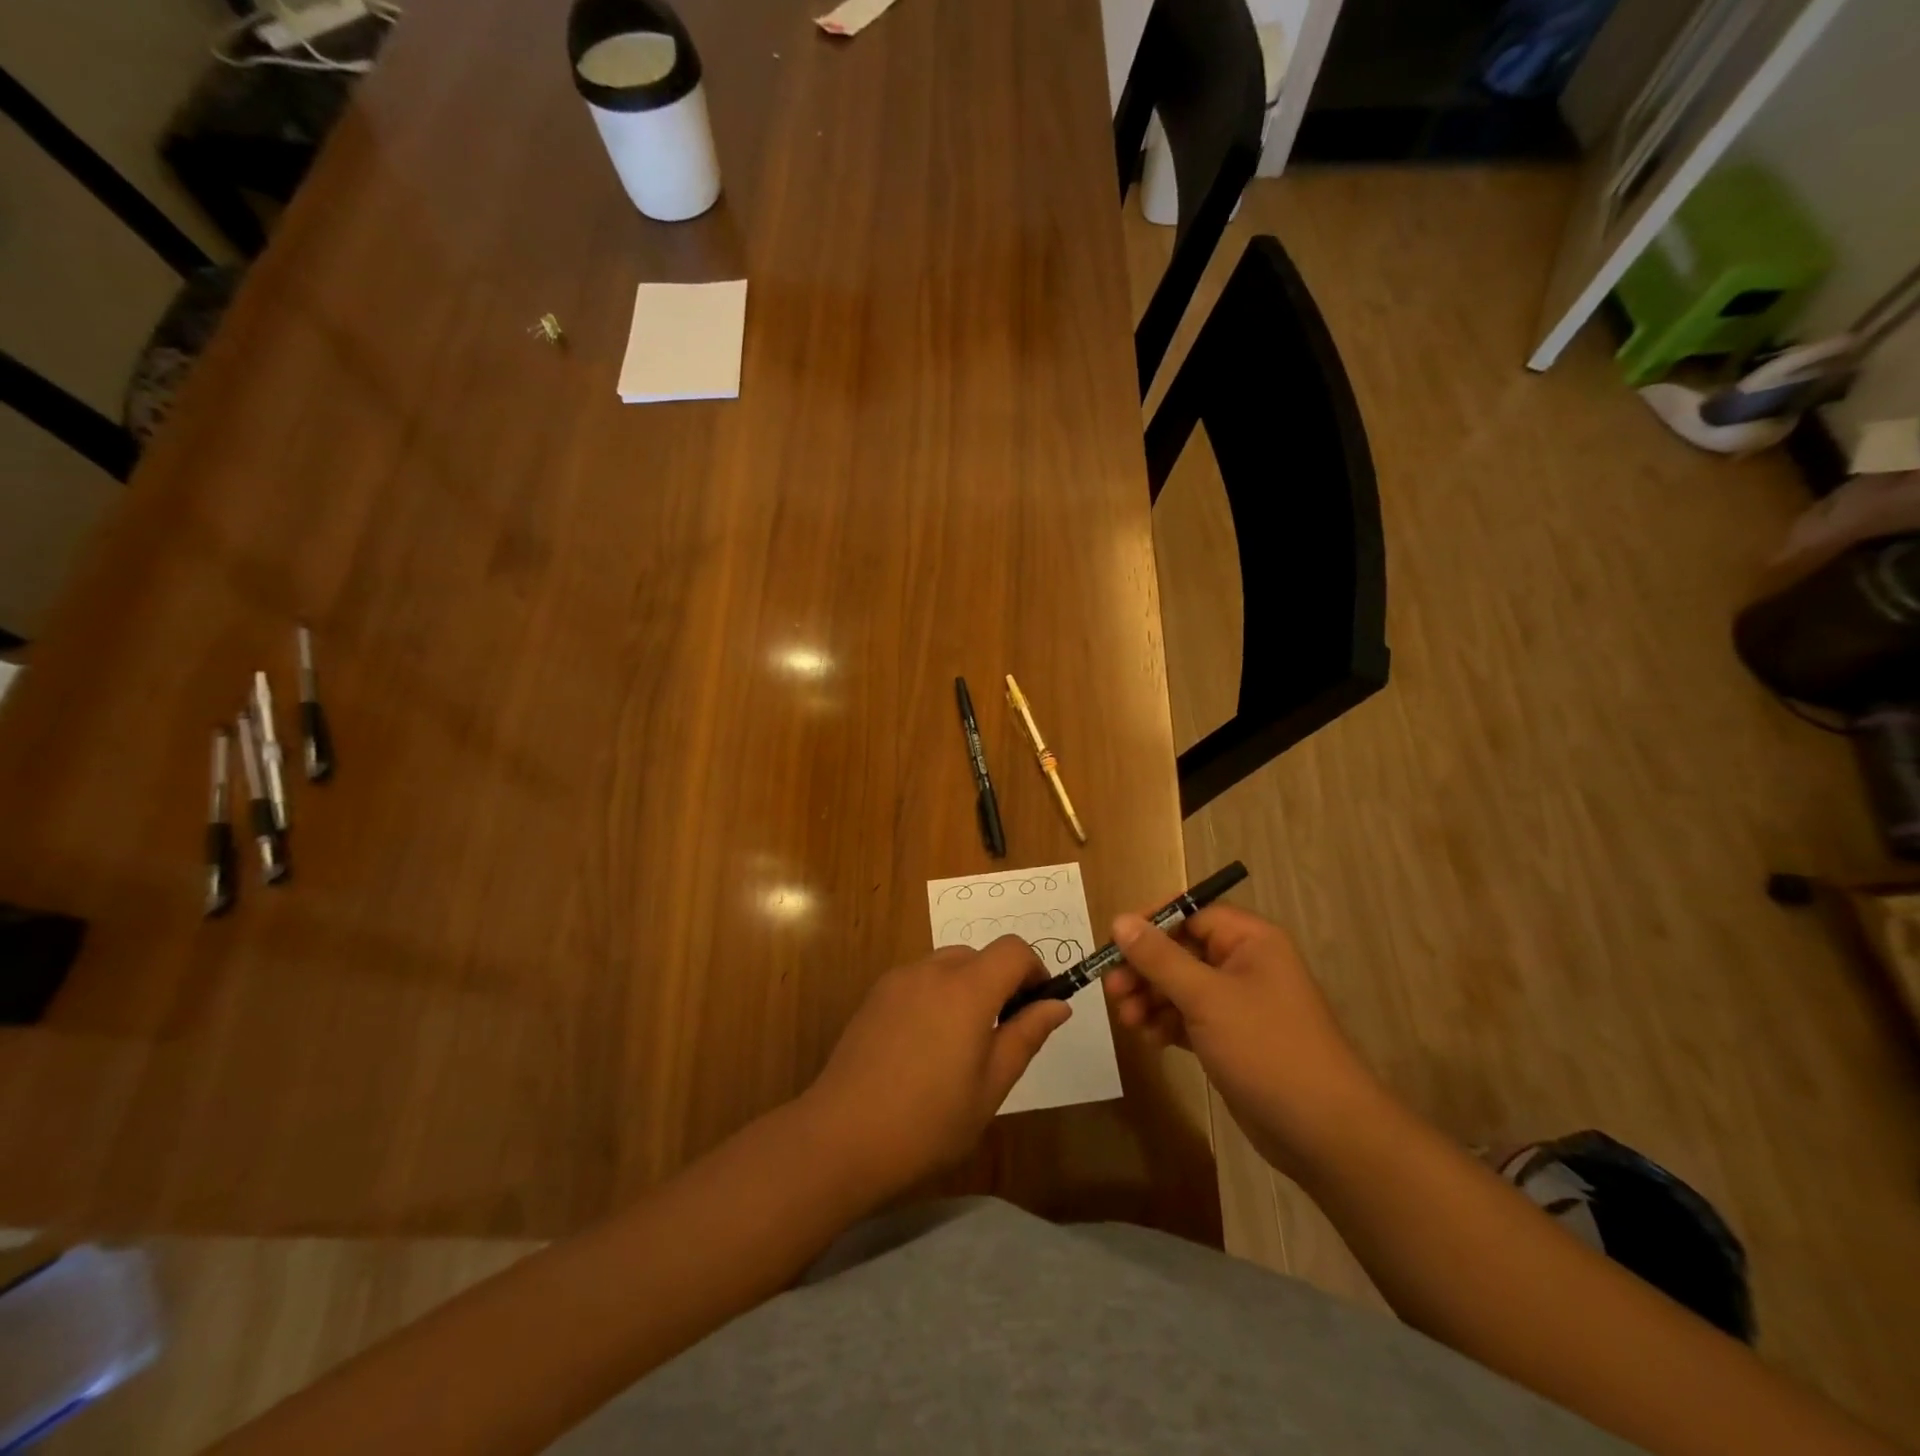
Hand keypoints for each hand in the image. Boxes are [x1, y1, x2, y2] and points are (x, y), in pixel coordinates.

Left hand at [802, 936, 1070, 1197]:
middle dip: (1000, 982)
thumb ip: (1026, 1037)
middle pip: (979, 955)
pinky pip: (918, 980)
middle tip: (1002, 1035)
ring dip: (967, 988)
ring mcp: (897, 981)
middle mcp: (931, 971)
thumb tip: (1057, 1005)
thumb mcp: (990, 1087)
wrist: (840, 1138)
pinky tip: (924, 1047)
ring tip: (961, 1045)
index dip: (1034, 971)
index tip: (1037, 1008)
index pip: (1013, 950)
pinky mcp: (873, 997)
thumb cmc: (927, 1123)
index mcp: (967, 990)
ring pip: (947, 965)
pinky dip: (936, 995)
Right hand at [1103, 906, 1383, 1175]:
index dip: (1152, 924)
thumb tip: (1120, 920)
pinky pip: (1189, 1017)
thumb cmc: (1266, 1048)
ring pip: (1181, 986)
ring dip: (1150, 998)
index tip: (1116, 943)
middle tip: (1112, 989)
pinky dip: (1167, 1023)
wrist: (1323, 1132)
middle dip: (1144, 969)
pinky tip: (1150, 1039)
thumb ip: (1159, 958)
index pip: (1191, 914)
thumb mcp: (1206, 997)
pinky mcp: (1232, 1038)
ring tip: (1127, 1020)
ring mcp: (1239, 1003)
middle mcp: (1244, 964)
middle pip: (1181, 950)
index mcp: (1250, 940)